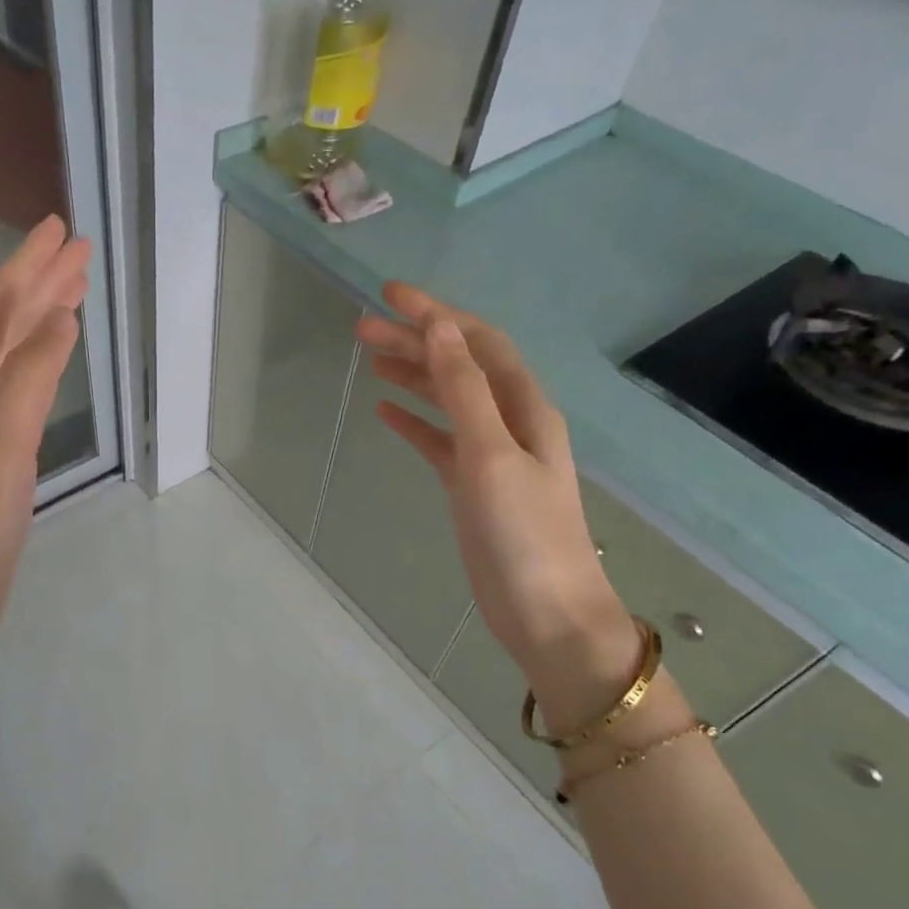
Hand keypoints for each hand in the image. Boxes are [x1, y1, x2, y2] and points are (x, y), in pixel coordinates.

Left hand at [0, 215, 90, 667]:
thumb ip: (26, 383)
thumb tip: (59, 318)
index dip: (26, 268)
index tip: (62, 230)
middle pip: (2, 324)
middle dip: (39, 282)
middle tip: (79, 248)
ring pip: (11, 353)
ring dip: (41, 316)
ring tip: (76, 289)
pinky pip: (19, 386)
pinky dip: (42, 359)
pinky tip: (55, 356)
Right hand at [355, 283, 634, 687]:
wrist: (546, 612)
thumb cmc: (523, 533)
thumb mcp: (491, 455)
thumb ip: (464, 391)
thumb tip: (440, 328)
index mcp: (523, 406)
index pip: (476, 343)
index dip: (436, 315)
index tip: (388, 295)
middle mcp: (510, 421)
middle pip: (458, 366)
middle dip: (416, 341)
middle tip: (362, 328)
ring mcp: (491, 455)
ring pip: (447, 400)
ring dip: (413, 376)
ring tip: (370, 359)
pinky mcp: (473, 486)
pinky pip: (440, 440)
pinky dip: (415, 422)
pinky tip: (386, 412)